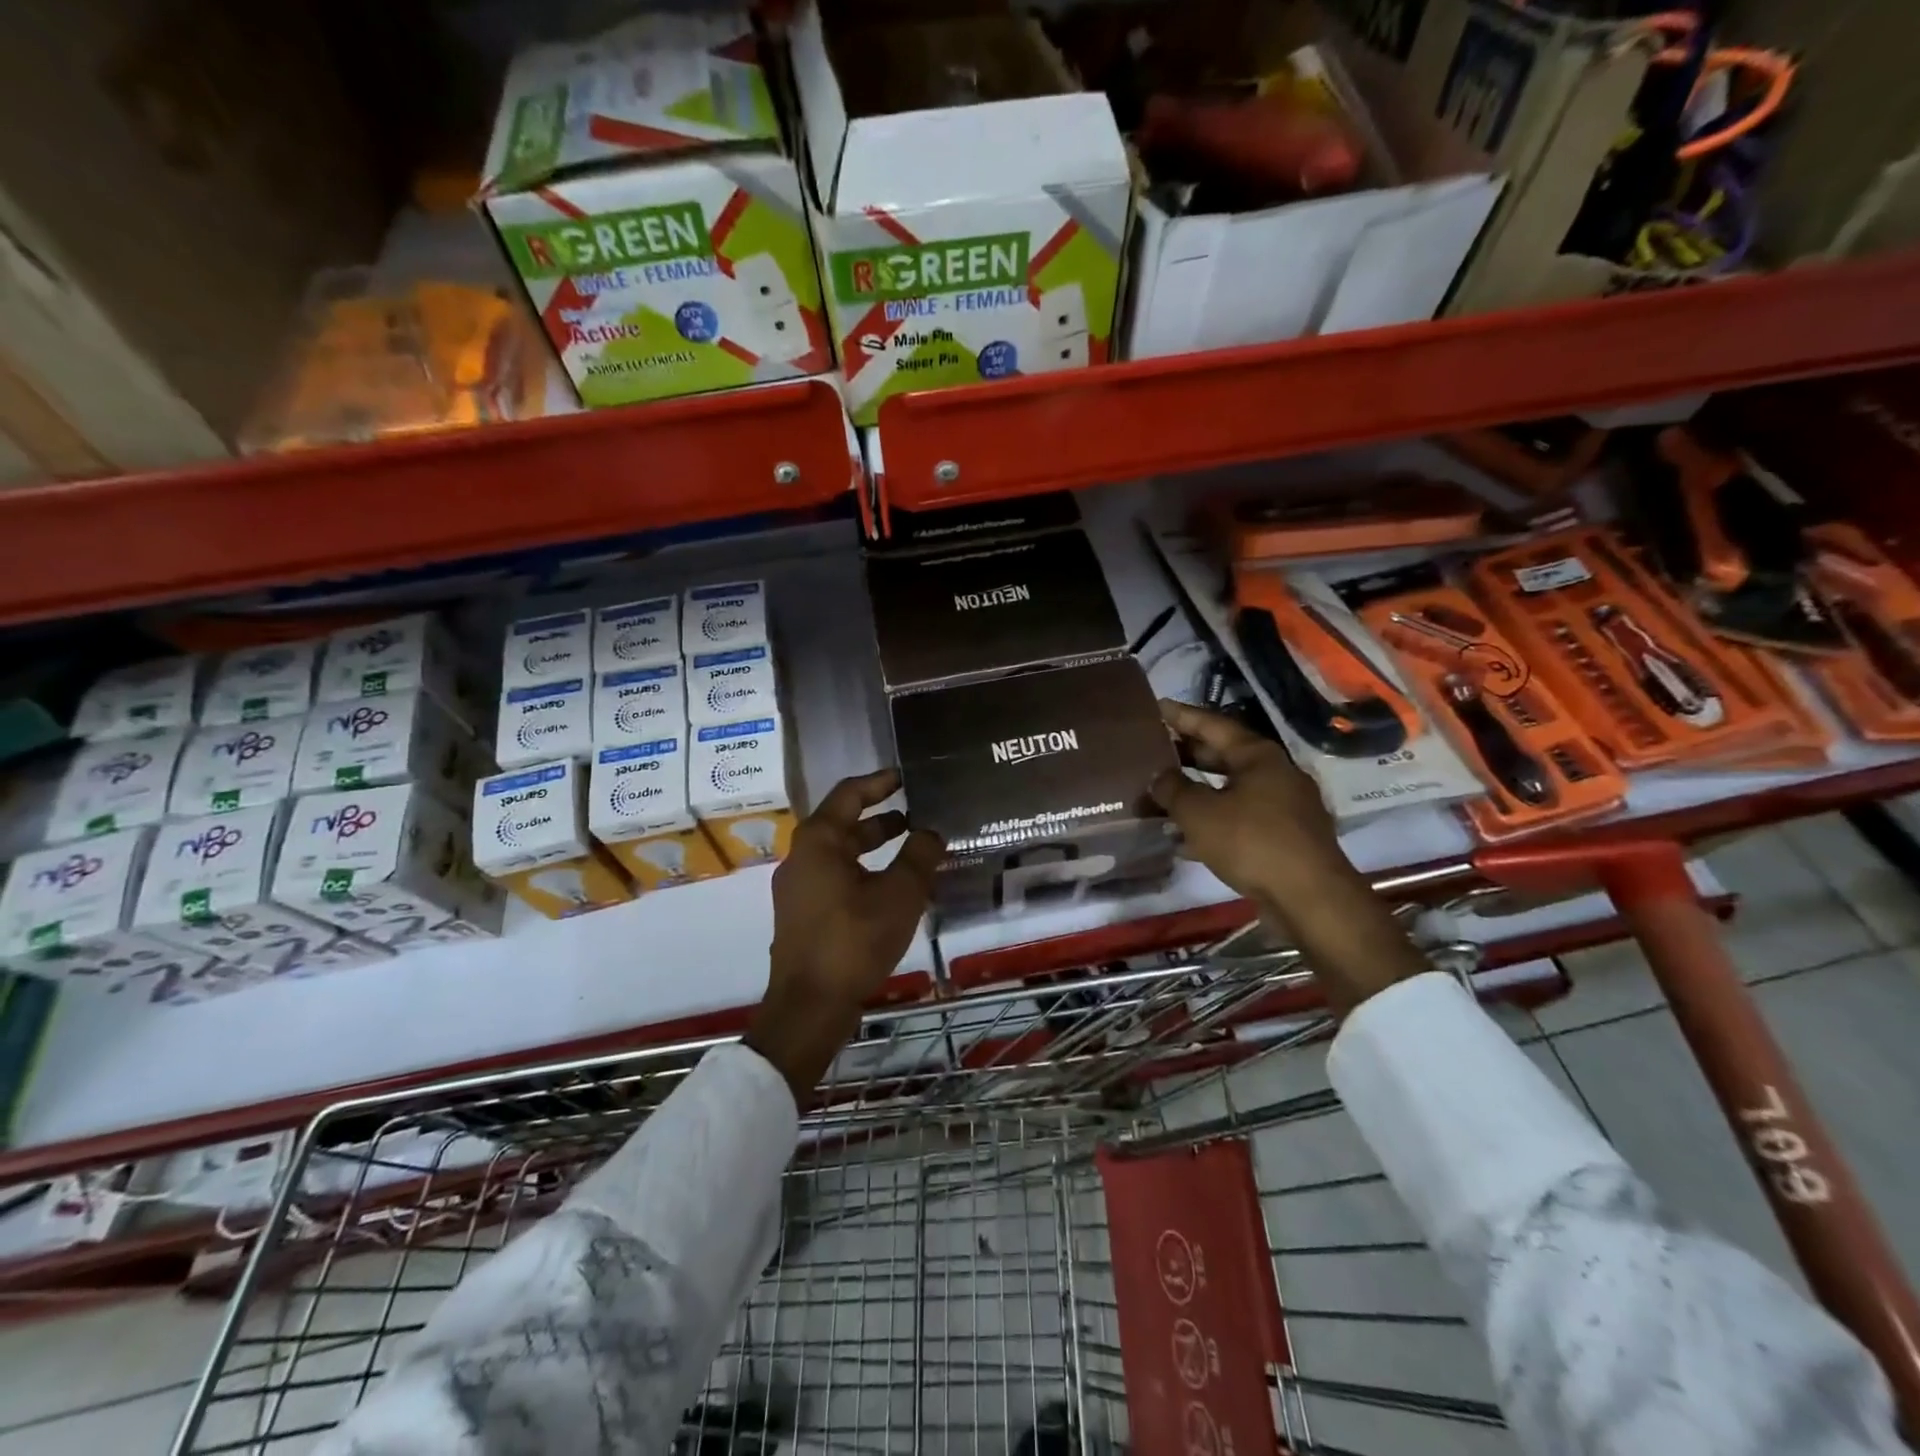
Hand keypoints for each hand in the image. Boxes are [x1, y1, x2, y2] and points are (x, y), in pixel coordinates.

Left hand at [746, 769, 942, 1098]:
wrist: (809, 1005)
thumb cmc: (854, 940)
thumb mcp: (899, 895)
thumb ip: (919, 857)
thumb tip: (931, 832)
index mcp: (818, 842)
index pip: (849, 795)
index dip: (879, 782)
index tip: (905, 776)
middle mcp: (802, 858)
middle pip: (844, 825)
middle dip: (882, 819)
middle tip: (918, 816)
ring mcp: (798, 889)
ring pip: (841, 855)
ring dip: (875, 849)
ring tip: (913, 851)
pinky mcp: (803, 915)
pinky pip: (837, 879)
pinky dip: (865, 873)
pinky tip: (893, 890)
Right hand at [1149, 701, 1424, 1013]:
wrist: (1310, 897)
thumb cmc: (1252, 842)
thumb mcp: (1199, 813)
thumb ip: (1173, 789)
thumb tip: (1159, 776)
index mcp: (1258, 756)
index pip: (1213, 724)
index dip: (1182, 716)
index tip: (1156, 708)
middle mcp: (1275, 773)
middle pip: (1224, 756)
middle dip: (1188, 755)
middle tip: (1153, 751)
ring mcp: (1284, 806)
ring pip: (1231, 790)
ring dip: (1198, 791)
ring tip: (1162, 793)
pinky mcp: (1285, 837)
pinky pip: (1240, 818)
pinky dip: (1213, 820)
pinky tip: (1185, 836)